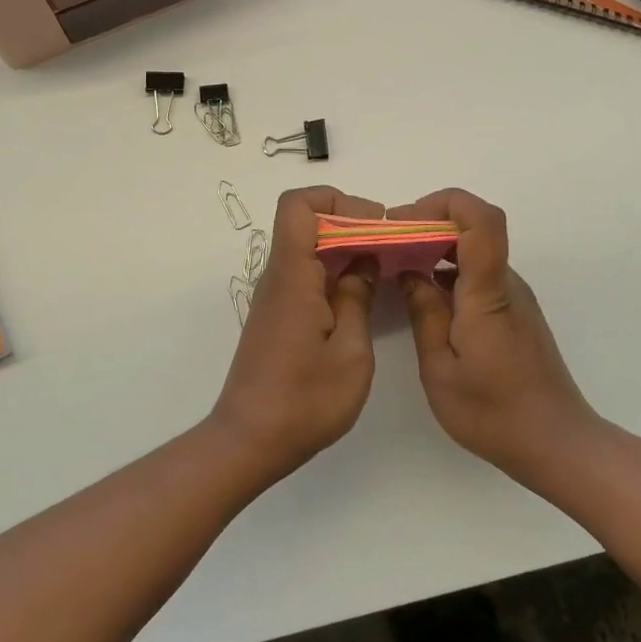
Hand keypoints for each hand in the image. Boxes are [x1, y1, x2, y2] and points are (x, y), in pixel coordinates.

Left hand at [211, 187, 381, 480]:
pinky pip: (305, 273)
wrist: (249, 441)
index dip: (337, 200)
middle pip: (306, 222)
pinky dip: (333, 271)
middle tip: (391, 245)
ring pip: (307, 248)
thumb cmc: (304, 401)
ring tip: (384, 267)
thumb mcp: (350, 354)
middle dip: (351, 222)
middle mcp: (277, 277)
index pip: (298, 206)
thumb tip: (364, 262)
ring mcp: (275, 296)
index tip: (375, 223)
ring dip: (344, 248)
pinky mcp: (276, 315)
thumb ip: (358, 299)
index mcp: (292, 276)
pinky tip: (361, 295)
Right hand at [389, 189, 599, 483]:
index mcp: (488, 293)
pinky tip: (422, 296)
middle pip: (472, 227)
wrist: (558, 444)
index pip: (481, 219)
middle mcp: (506, 283)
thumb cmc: (494, 413)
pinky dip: (446, 271)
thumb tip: (409, 272)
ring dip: (434, 248)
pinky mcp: (514, 311)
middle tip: (387, 245)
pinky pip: (477, 273)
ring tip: (396, 269)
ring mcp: (513, 296)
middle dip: (426, 224)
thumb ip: (424, 314)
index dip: (442, 203)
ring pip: (473, 250)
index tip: (402, 221)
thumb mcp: (441, 369)